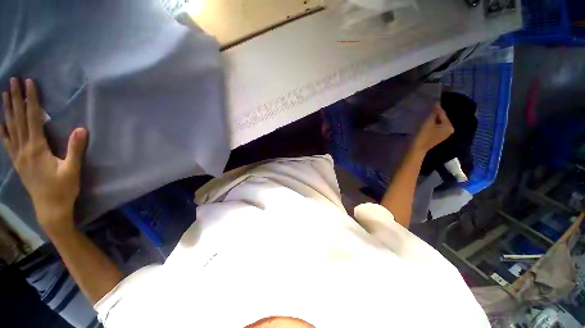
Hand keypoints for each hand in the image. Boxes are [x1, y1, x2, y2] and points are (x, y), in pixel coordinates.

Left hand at [1, 78, 87, 231]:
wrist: (50, 208)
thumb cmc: (63, 188)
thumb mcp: (72, 169)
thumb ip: (75, 149)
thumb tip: (81, 129)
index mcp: (37, 148)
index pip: (33, 118)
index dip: (31, 100)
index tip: (29, 83)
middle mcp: (24, 148)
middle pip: (18, 119)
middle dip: (15, 99)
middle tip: (12, 81)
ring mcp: (18, 155)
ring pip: (10, 128)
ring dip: (7, 110)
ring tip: (5, 94)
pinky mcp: (17, 162)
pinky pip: (7, 142)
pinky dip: (2, 129)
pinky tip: (0, 121)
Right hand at [412, 104, 453, 153]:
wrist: (415, 150)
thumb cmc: (422, 136)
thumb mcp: (428, 122)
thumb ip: (433, 112)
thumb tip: (436, 102)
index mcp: (449, 126)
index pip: (442, 113)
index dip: (434, 108)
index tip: (426, 104)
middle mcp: (449, 130)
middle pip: (440, 118)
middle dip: (432, 114)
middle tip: (423, 111)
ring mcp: (443, 134)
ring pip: (437, 123)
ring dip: (430, 119)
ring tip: (422, 117)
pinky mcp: (436, 137)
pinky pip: (434, 128)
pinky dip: (429, 125)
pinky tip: (423, 124)